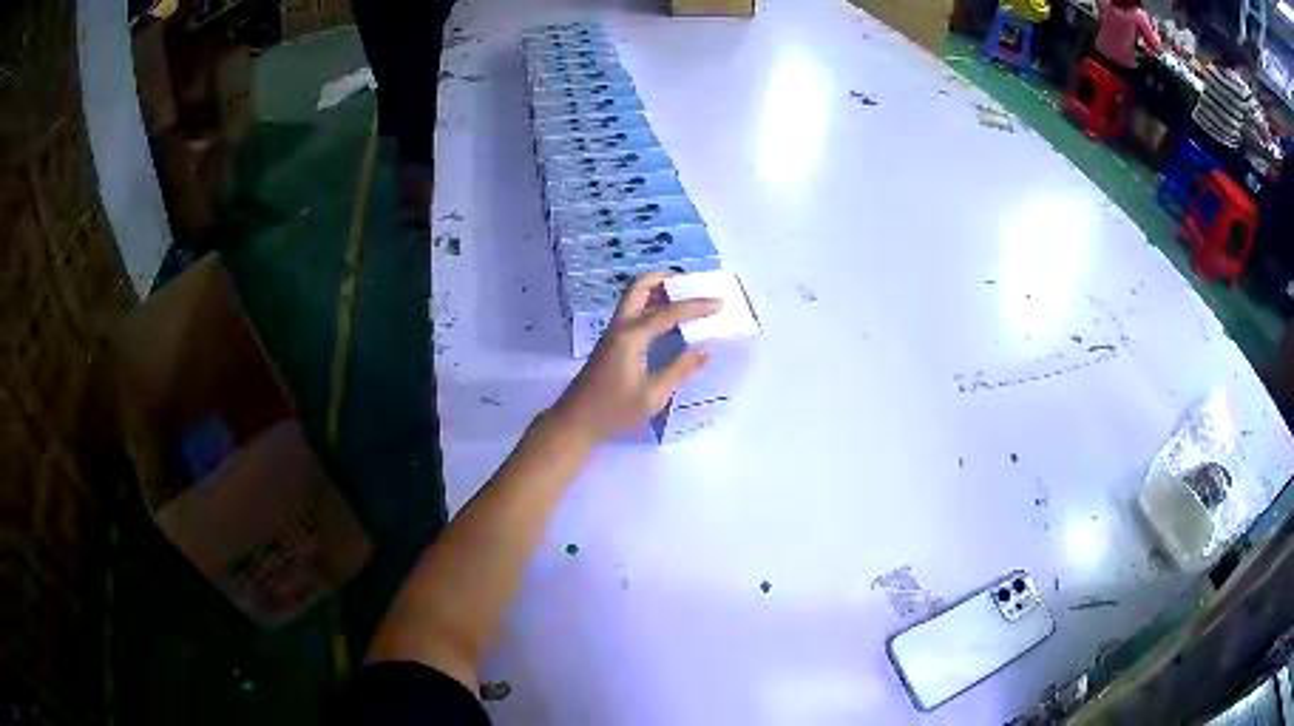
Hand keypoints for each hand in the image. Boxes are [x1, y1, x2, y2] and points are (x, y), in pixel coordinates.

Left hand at [548, 272, 720, 443]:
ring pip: (633, 298)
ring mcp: (612, 333)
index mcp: (631, 336)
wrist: (576, 421)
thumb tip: (705, 349)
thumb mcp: (653, 395)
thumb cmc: (614, 411)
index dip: (695, 306)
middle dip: (664, 279)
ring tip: (683, 296)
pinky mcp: (610, 343)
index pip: (668, 312)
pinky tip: (667, 320)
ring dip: (656, 290)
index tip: (719, 303)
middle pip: (639, 288)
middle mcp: (620, 327)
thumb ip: (679, 370)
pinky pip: (632, 313)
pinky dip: (650, 306)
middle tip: (690, 282)